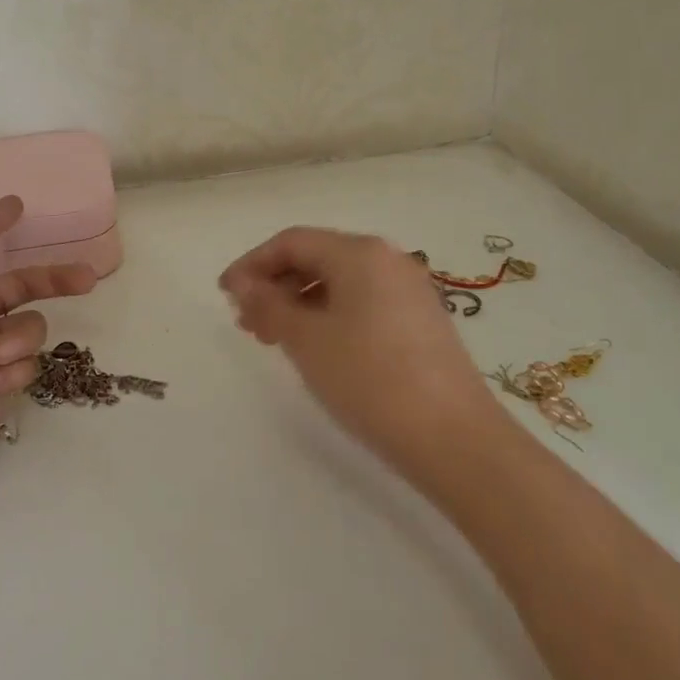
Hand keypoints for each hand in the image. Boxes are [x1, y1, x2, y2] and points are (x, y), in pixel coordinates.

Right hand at [220, 227, 491, 474]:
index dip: (252, 264)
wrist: (454, 438)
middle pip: (317, 258)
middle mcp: (388, 260)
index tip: (225, 295)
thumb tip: (242, 284)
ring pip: (340, 283)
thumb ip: (268, 305)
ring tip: (275, 340)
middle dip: (275, 285)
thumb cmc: (369, 378)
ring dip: (300, 303)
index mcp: (360, 252)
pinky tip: (316, 348)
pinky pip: (362, 303)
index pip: (293, 242)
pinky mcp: (421, 320)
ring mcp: (409, 290)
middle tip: (247, 323)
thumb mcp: (307, 340)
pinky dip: (330, 316)